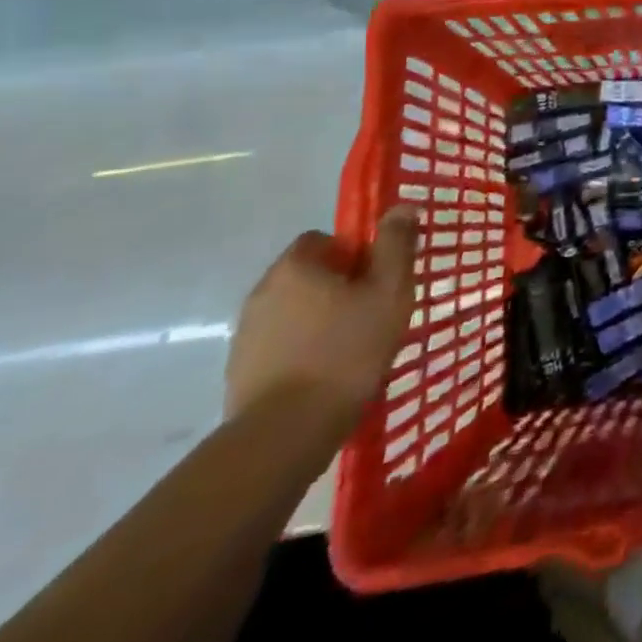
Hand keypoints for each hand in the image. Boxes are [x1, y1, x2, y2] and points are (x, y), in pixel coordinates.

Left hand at [225, 208, 418, 424]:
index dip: (354, 254)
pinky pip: (280, 347)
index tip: (376, 280)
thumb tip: (401, 206)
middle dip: (338, 289)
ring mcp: (245, 336)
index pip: (323, 240)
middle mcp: (262, 293)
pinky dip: (302, 353)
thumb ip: (396, 245)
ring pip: (294, 313)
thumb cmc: (346, 351)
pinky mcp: (240, 374)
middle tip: (371, 313)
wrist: (284, 435)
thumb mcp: (389, 291)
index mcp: (295, 267)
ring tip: (351, 350)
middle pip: (308, 276)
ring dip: (319, 321)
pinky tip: (326, 376)